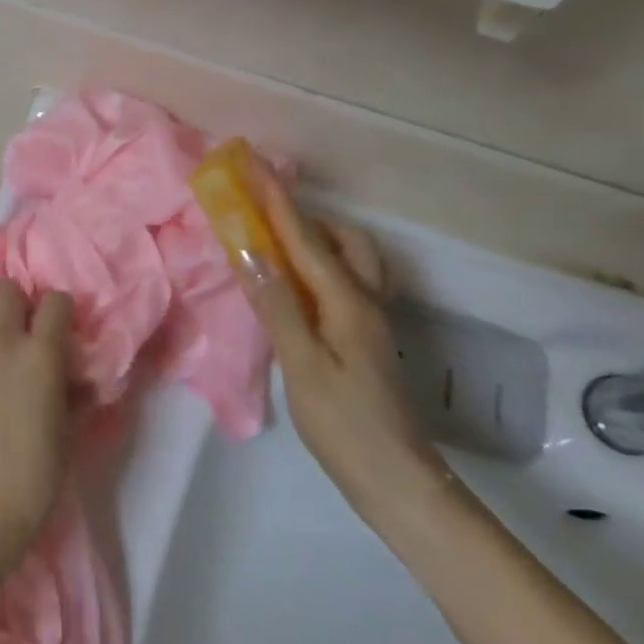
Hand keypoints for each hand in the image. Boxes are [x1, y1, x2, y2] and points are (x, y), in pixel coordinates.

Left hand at [0, 279, 75, 570]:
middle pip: (7, 290)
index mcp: (40, 353)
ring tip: (6, 363)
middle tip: (30, 335)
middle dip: (21, 303)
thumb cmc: (37, 473)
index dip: (62, 312)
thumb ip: (74, 391)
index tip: (65, 332)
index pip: (55, 301)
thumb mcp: (69, 429)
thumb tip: (77, 376)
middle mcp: (2, 342)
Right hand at [233, 161, 454, 531]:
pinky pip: (344, 283)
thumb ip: (276, 305)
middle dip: (303, 217)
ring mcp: (369, 320)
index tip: (256, 166)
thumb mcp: (302, 364)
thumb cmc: (343, 423)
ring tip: (276, 248)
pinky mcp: (365, 338)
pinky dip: (320, 268)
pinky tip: (298, 288)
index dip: (278, 202)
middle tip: (264, 215)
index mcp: (348, 302)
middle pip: (341, 241)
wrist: (393, 476)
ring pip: (350, 261)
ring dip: (316, 242)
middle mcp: (366, 301)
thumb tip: (250, 252)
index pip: (307, 240)